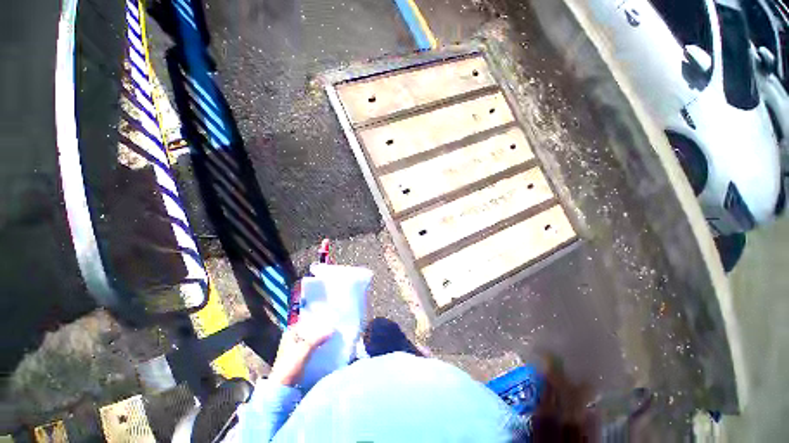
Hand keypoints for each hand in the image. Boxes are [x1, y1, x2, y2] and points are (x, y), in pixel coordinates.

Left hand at [268, 319, 334, 386]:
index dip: (317, 320)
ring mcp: (295, 348)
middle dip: (320, 330)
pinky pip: (311, 347)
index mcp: (290, 333)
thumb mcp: (306, 348)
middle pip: (309, 331)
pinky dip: (318, 346)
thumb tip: (333, 329)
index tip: (329, 319)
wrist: (283, 386)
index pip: (306, 322)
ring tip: (331, 335)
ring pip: (311, 339)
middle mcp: (292, 338)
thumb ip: (319, 337)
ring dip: (319, 338)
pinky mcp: (299, 357)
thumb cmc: (291, 363)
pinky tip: (326, 345)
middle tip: (332, 327)